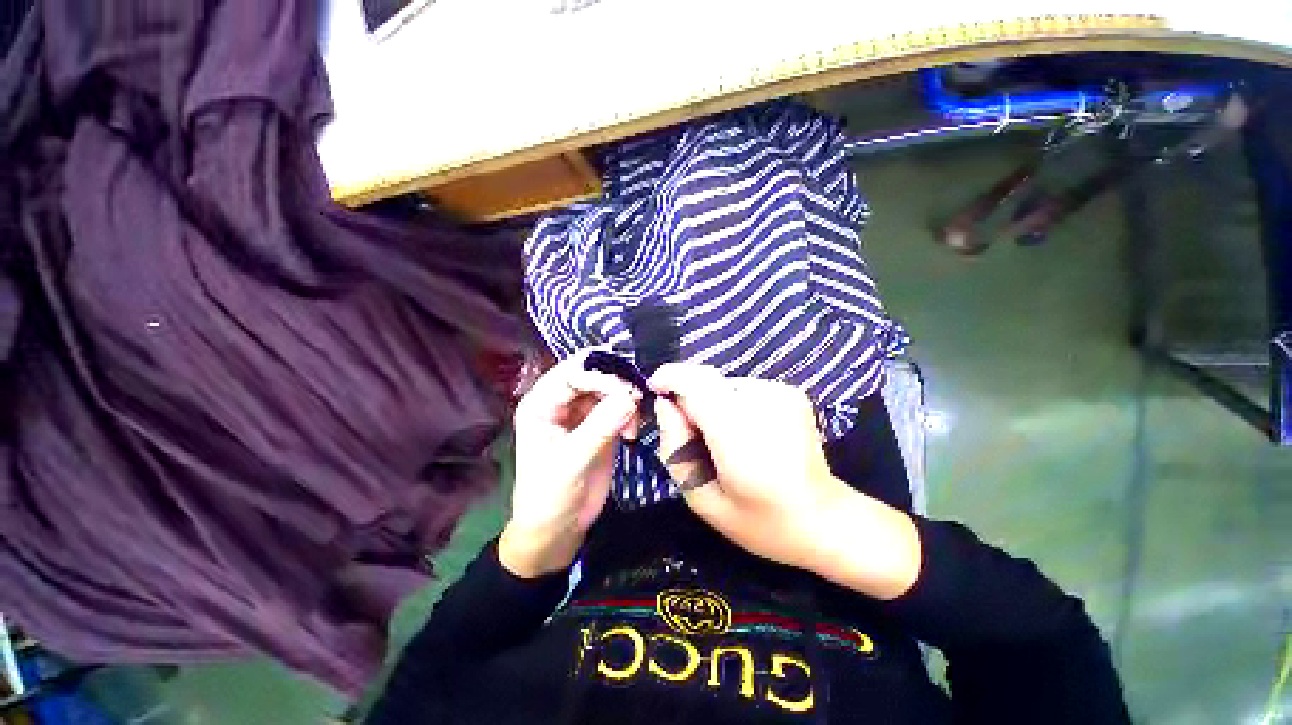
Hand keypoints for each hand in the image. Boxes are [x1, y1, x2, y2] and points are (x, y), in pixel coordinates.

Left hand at [499, 351, 640, 577]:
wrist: (558, 529)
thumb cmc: (551, 496)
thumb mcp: (572, 461)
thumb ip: (600, 426)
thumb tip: (631, 396)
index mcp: (541, 403)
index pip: (571, 373)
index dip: (600, 375)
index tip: (627, 390)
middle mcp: (560, 402)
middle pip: (592, 375)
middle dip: (616, 383)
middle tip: (637, 398)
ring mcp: (581, 412)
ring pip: (608, 388)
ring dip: (625, 399)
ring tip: (635, 424)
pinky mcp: (600, 424)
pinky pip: (618, 406)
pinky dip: (630, 412)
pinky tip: (634, 431)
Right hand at [649, 363, 920, 598]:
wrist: (824, 519)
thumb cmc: (760, 521)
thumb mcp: (702, 499)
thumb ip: (675, 448)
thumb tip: (666, 405)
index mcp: (738, 437)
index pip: (695, 383)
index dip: (669, 378)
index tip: (655, 390)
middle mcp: (762, 405)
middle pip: (707, 380)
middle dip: (688, 397)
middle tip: (693, 434)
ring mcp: (782, 394)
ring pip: (723, 384)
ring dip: (712, 404)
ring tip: (725, 440)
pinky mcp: (791, 393)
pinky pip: (744, 388)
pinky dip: (733, 405)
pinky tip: (748, 434)